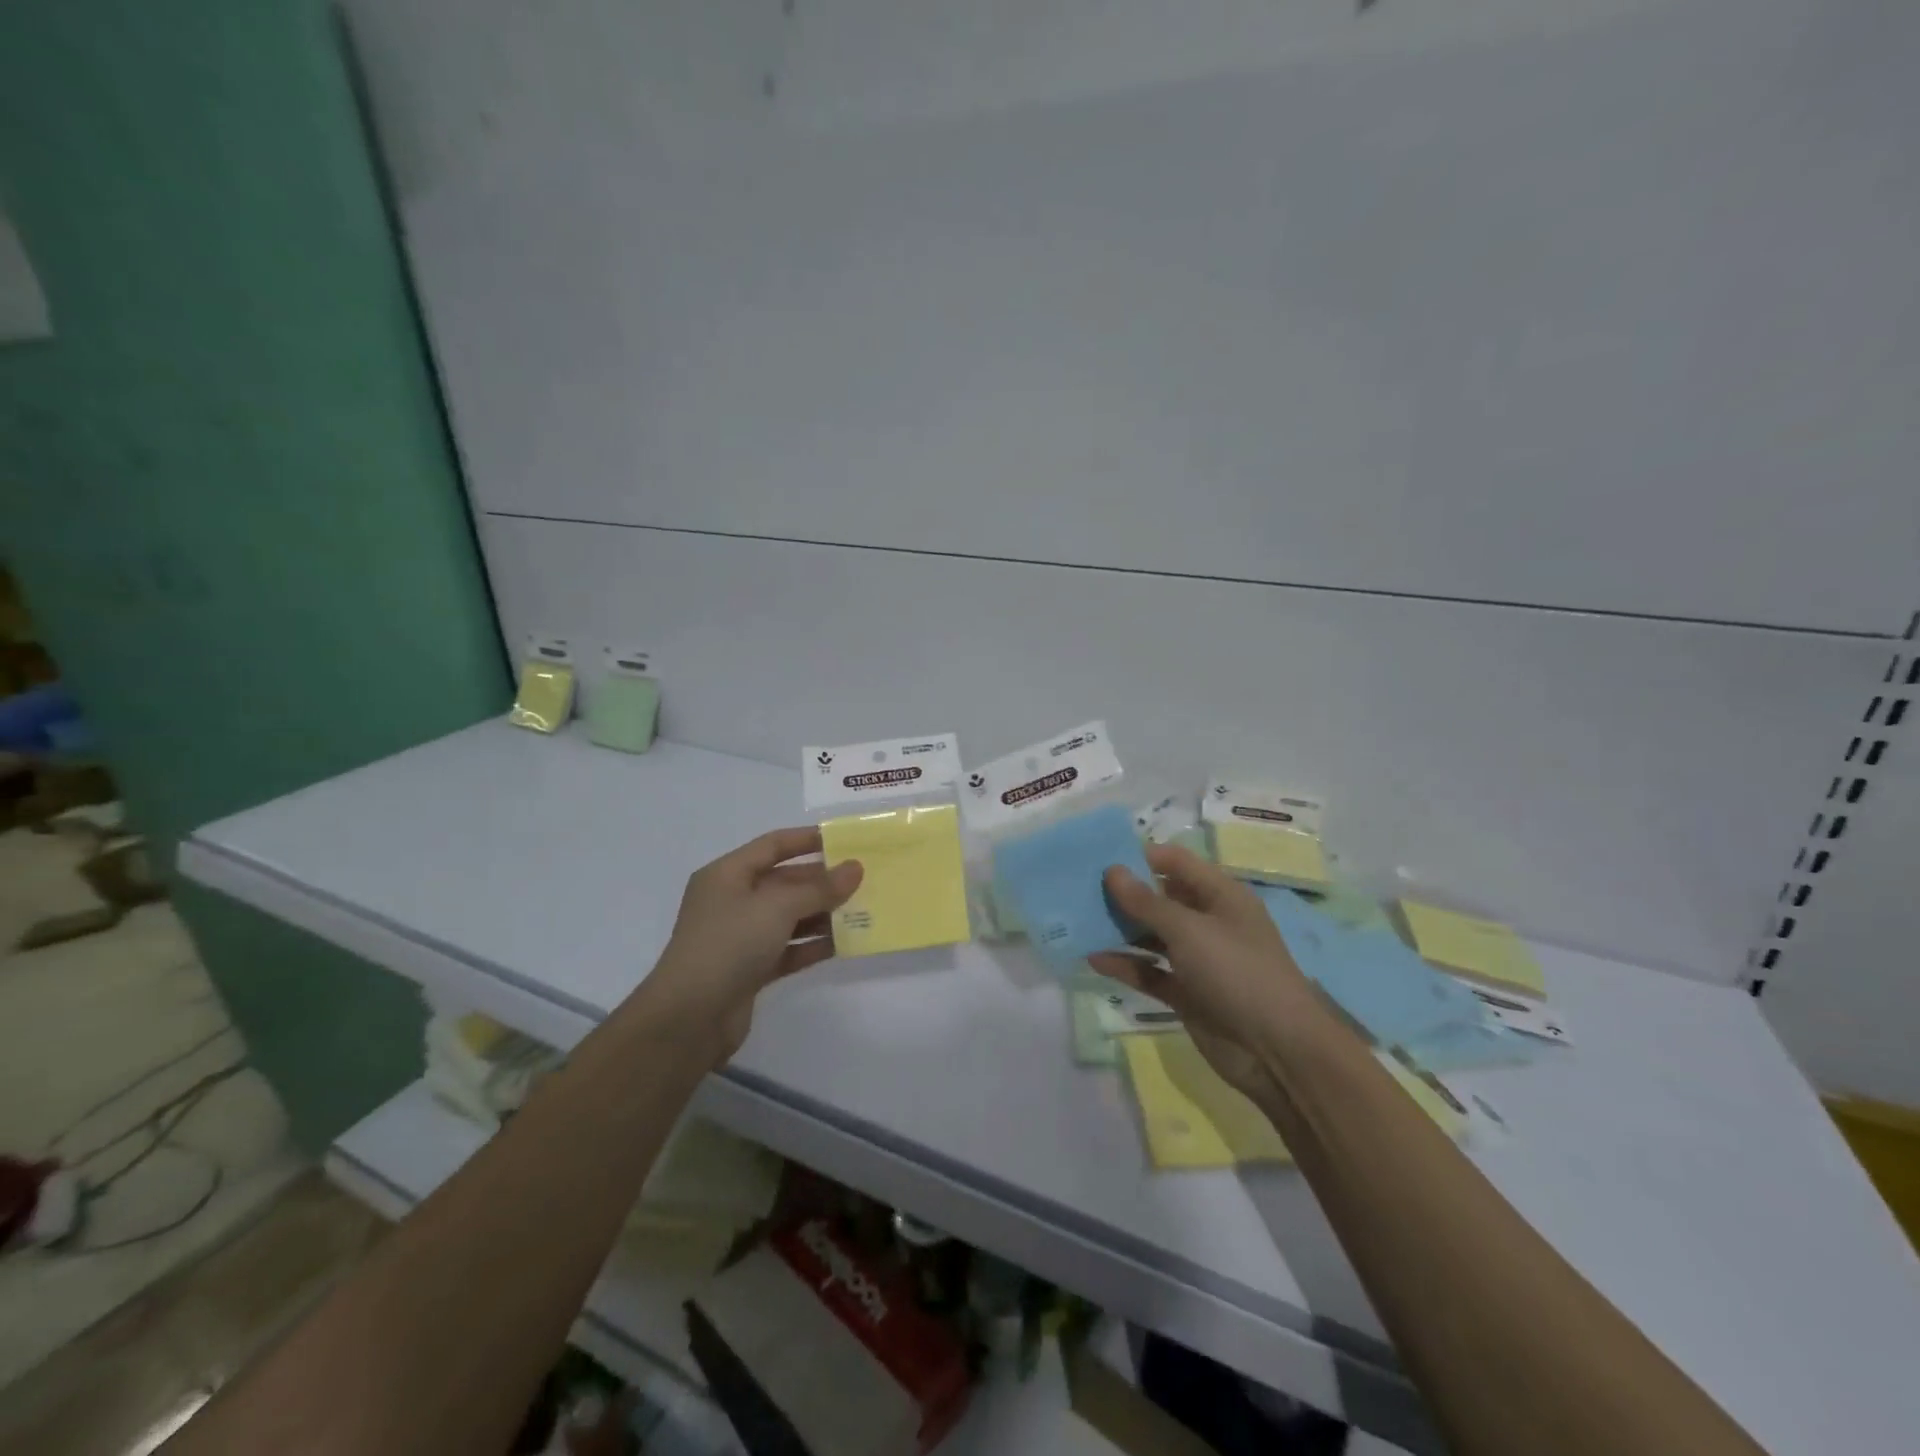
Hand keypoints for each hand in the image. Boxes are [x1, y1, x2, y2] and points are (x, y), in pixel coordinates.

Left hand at [642, 827, 862, 1064]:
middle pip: (784, 881)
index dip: (808, 839)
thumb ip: (819, 888)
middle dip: (822, 880)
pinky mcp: (750, 969)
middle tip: (863, 879)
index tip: (846, 840)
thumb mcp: (777, 907)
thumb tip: (855, 869)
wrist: (689, 1018)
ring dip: (823, 913)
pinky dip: (813, 944)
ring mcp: (741, 937)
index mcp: (727, 875)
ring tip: (863, 910)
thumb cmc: (729, 944)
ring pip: (789, 916)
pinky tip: (844, 943)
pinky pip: (789, 948)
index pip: (773, 845)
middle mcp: (732, 901)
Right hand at [1088, 844, 1322, 1102]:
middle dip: (1123, 893)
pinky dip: (1126, 965)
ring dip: (1120, 930)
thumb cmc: (1237, 972)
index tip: (1099, 859)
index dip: (1140, 857)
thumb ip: (1146, 902)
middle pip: (1160, 898)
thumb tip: (1111, 870)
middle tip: (1079, 890)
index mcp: (1220, 895)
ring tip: (1078, 921)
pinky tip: (1094, 959)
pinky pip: (1150, 972)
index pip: (1176, 863)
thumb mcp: (1189, 930)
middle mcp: (1208, 921)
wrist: (1277, 1051)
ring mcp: (1197, 959)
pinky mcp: (1186, 992)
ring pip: (1151, 936)